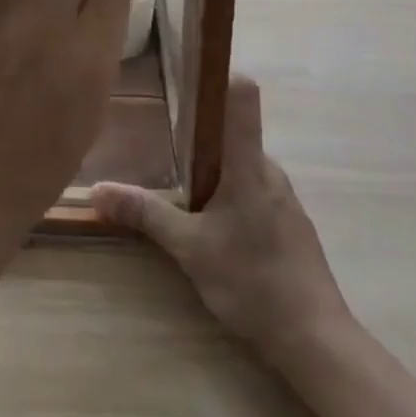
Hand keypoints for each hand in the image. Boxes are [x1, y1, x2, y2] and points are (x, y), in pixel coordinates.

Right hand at [93, 76, 353, 366]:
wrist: (318, 344)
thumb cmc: (253, 281)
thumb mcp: (189, 249)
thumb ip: (145, 213)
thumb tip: (96, 190)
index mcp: (248, 163)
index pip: (243, 97)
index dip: (219, 76)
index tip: (189, 71)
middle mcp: (270, 170)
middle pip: (233, 134)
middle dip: (200, 138)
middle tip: (164, 147)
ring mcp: (285, 199)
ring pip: (243, 167)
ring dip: (216, 174)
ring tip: (184, 192)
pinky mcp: (293, 226)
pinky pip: (256, 192)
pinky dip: (233, 199)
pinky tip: (216, 230)